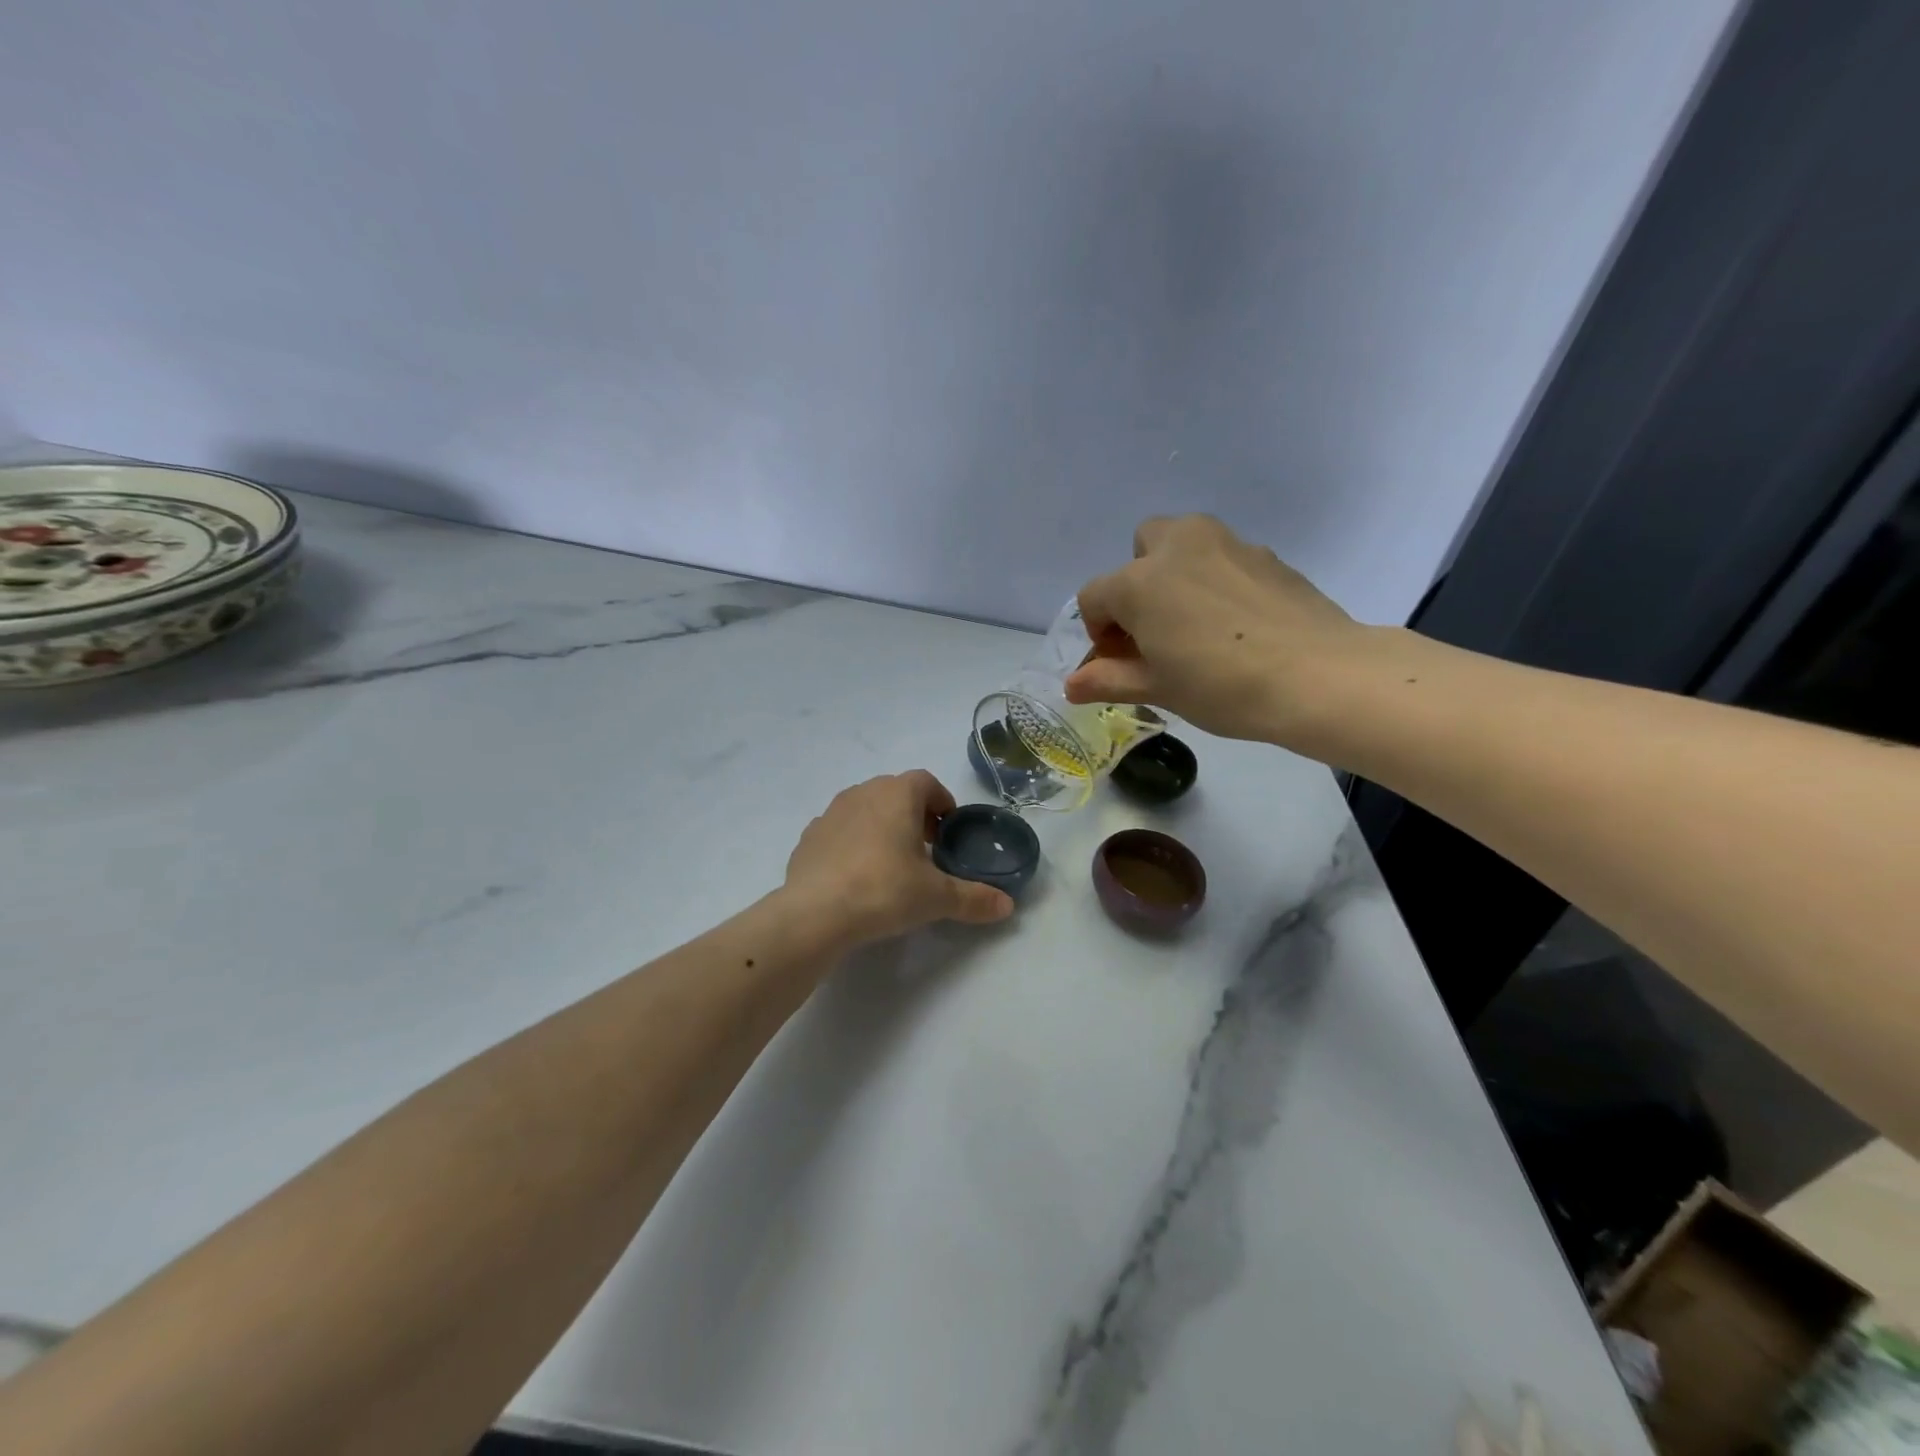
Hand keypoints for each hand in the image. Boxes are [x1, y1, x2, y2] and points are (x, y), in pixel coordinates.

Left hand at [784, 772, 1015, 945]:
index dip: (941, 801)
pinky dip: (852, 844)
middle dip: (914, 815)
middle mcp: (862, 793)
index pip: (926, 782)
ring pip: (865, 809)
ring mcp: (830, 813)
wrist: (815, 913)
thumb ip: (974, 898)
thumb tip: (1007, 906)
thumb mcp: (936, 897)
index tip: (948, 829)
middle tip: (927, 849)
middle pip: (895, 793)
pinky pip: (839, 832)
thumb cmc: (884, 890)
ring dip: (882, 827)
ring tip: (892, 863)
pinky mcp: (808, 837)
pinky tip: (857, 877)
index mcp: (897, 795)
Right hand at [1064, 514, 1376, 748]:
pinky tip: (1236, 625)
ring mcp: (1226, 543)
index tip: (1119, 664)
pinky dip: (1216, 581)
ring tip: (1195, 624)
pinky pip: (1223, 559)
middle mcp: (1177, 547)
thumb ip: (1108, 679)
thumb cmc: (1222, 686)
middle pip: (1139, 549)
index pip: (1094, 598)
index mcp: (1140, 581)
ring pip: (1183, 543)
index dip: (1098, 633)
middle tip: (1155, 629)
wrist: (1319, 676)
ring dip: (1175, 575)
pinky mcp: (1265, 554)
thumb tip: (1071, 684)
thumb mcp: (1158, 689)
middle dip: (1136, 583)